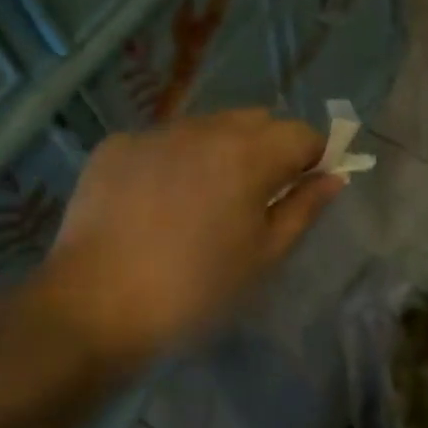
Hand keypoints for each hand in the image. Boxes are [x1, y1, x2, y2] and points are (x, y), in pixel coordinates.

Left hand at [32, 110, 342, 362]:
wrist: (93, 307)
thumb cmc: (195, 290)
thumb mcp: (263, 257)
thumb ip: (303, 209)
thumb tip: (334, 177)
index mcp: (248, 154)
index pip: (302, 134)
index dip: (314, 157)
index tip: (306, 187)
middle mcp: (204, 128)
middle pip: (256, 120)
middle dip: (269, 148)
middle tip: (257, 198)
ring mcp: (155, 132)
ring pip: (208, 126)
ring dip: (221, 150)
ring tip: (203, 201)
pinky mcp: (116, 146)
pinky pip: (163, 141)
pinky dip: (175, 160)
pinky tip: (157, 202)